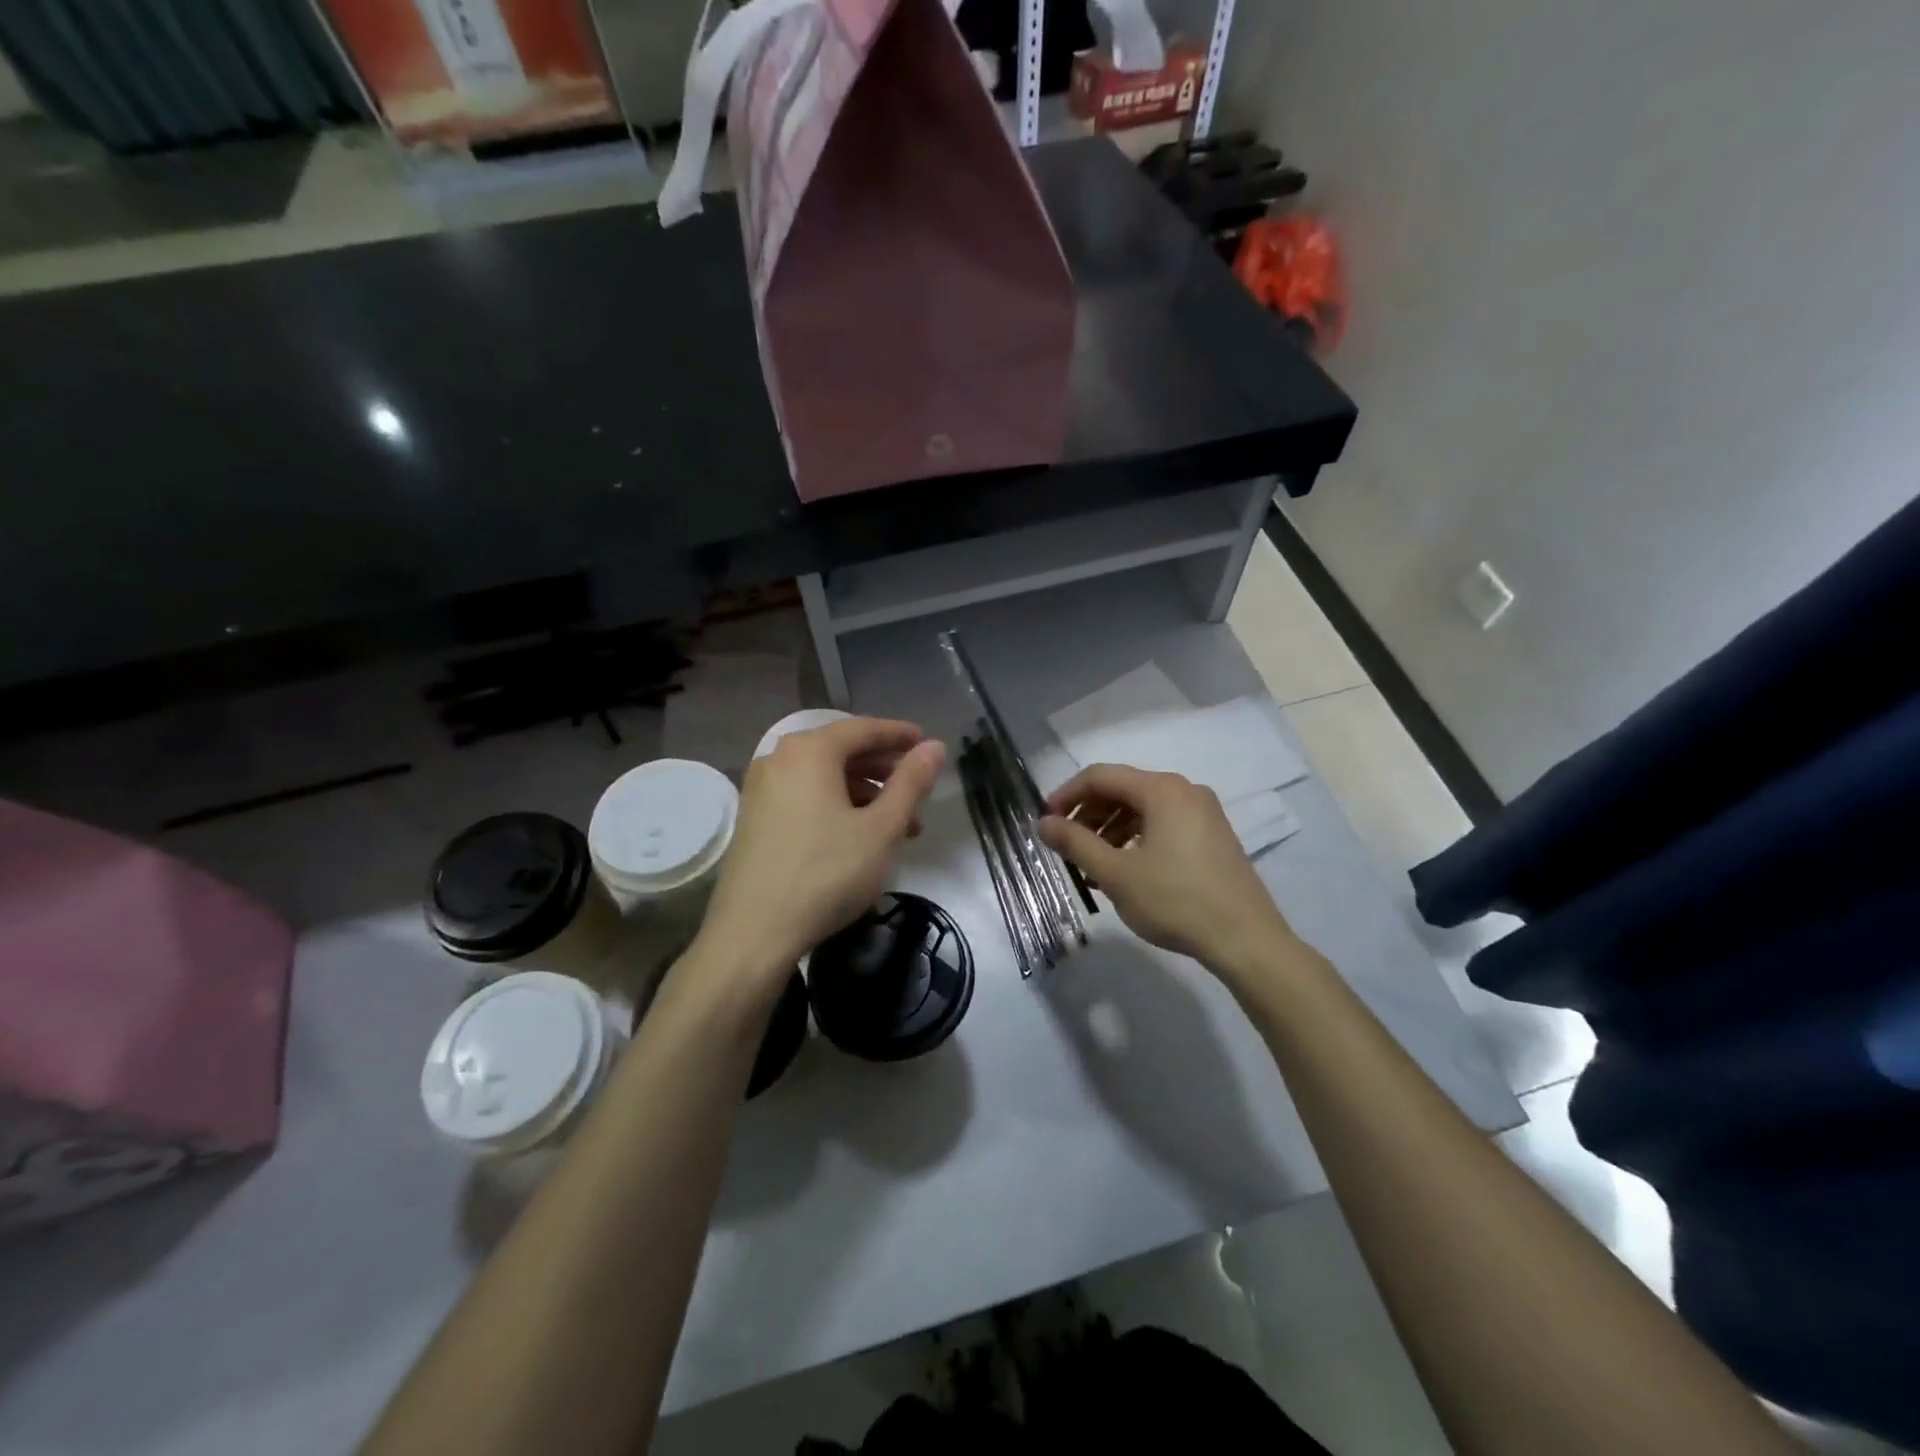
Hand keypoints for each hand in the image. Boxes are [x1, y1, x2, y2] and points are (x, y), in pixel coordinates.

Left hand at [696, 717, 945, 984]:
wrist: (754, 933)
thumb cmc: (826, 874)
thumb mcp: (881, 829)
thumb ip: (911, 783)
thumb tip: (935, 746)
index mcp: (810, 751)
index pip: (864, 728)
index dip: (900, 735)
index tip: (927, 744)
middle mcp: (779, 759)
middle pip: (842, 751)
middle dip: (885, 769)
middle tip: (918, 789)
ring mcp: (762, 789)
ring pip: (825, 778)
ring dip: (865, 793)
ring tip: (899, 826)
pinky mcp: (755, 818)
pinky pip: (805, 796)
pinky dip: (837, 806)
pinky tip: (860, 837)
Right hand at [1039, 764, 1295, 976]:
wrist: (1246, 940)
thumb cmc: (1175, 901)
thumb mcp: (1116, 873)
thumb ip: (1075, 843)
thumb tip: (1044, 823)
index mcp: (1162, 790)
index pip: (1100, 776)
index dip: (1067, 795)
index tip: (1046, 822)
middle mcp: (1185, 791)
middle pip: (1123, 789)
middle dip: (1088, 815)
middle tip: (1066, 846)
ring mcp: (1203, 813)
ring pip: (1143, 809)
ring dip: (1110, 830)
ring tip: (1091, 865)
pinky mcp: (1213, 836)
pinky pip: (1163, 825)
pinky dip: (1136, 839)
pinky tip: (1124, 871)